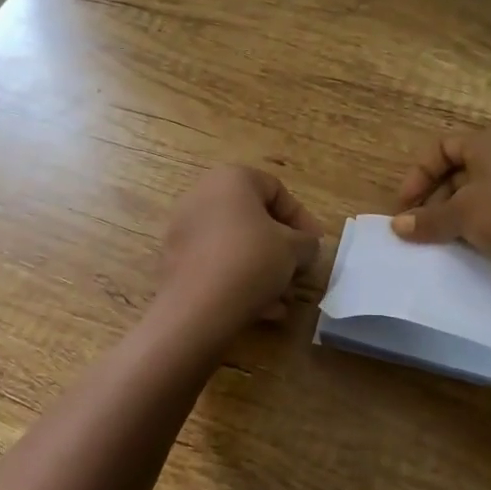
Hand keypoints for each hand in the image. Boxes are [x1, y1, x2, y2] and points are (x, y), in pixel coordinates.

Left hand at [160, 166, 322, 327]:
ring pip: (236, 246)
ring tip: (283, 298)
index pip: (277, 190)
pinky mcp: (175, 262)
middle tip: (299, 272)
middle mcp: (201, 196)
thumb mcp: (294, 249)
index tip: (315, 245)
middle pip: (254, 220)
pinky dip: (240, 281)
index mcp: (231, 179)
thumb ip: (307, 242)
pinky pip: (217, 264)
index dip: (302, 219)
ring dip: (264, 270)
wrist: (196, 308)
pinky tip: (262, 310)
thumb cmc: (251, 261)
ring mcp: (183, 229)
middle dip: (282, 249)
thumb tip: (304, 247)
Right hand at [393, 127, 490, 297]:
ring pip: (473, 197)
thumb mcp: (462, 215)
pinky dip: (471, 230)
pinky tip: (460, 251)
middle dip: (431, 199)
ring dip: (449, 217)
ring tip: (434, 243)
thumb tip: (397, 226)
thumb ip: (427, 218)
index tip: (403, 207)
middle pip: (456, 172)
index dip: (418, 174)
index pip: (442, 148)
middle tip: (416, 229)